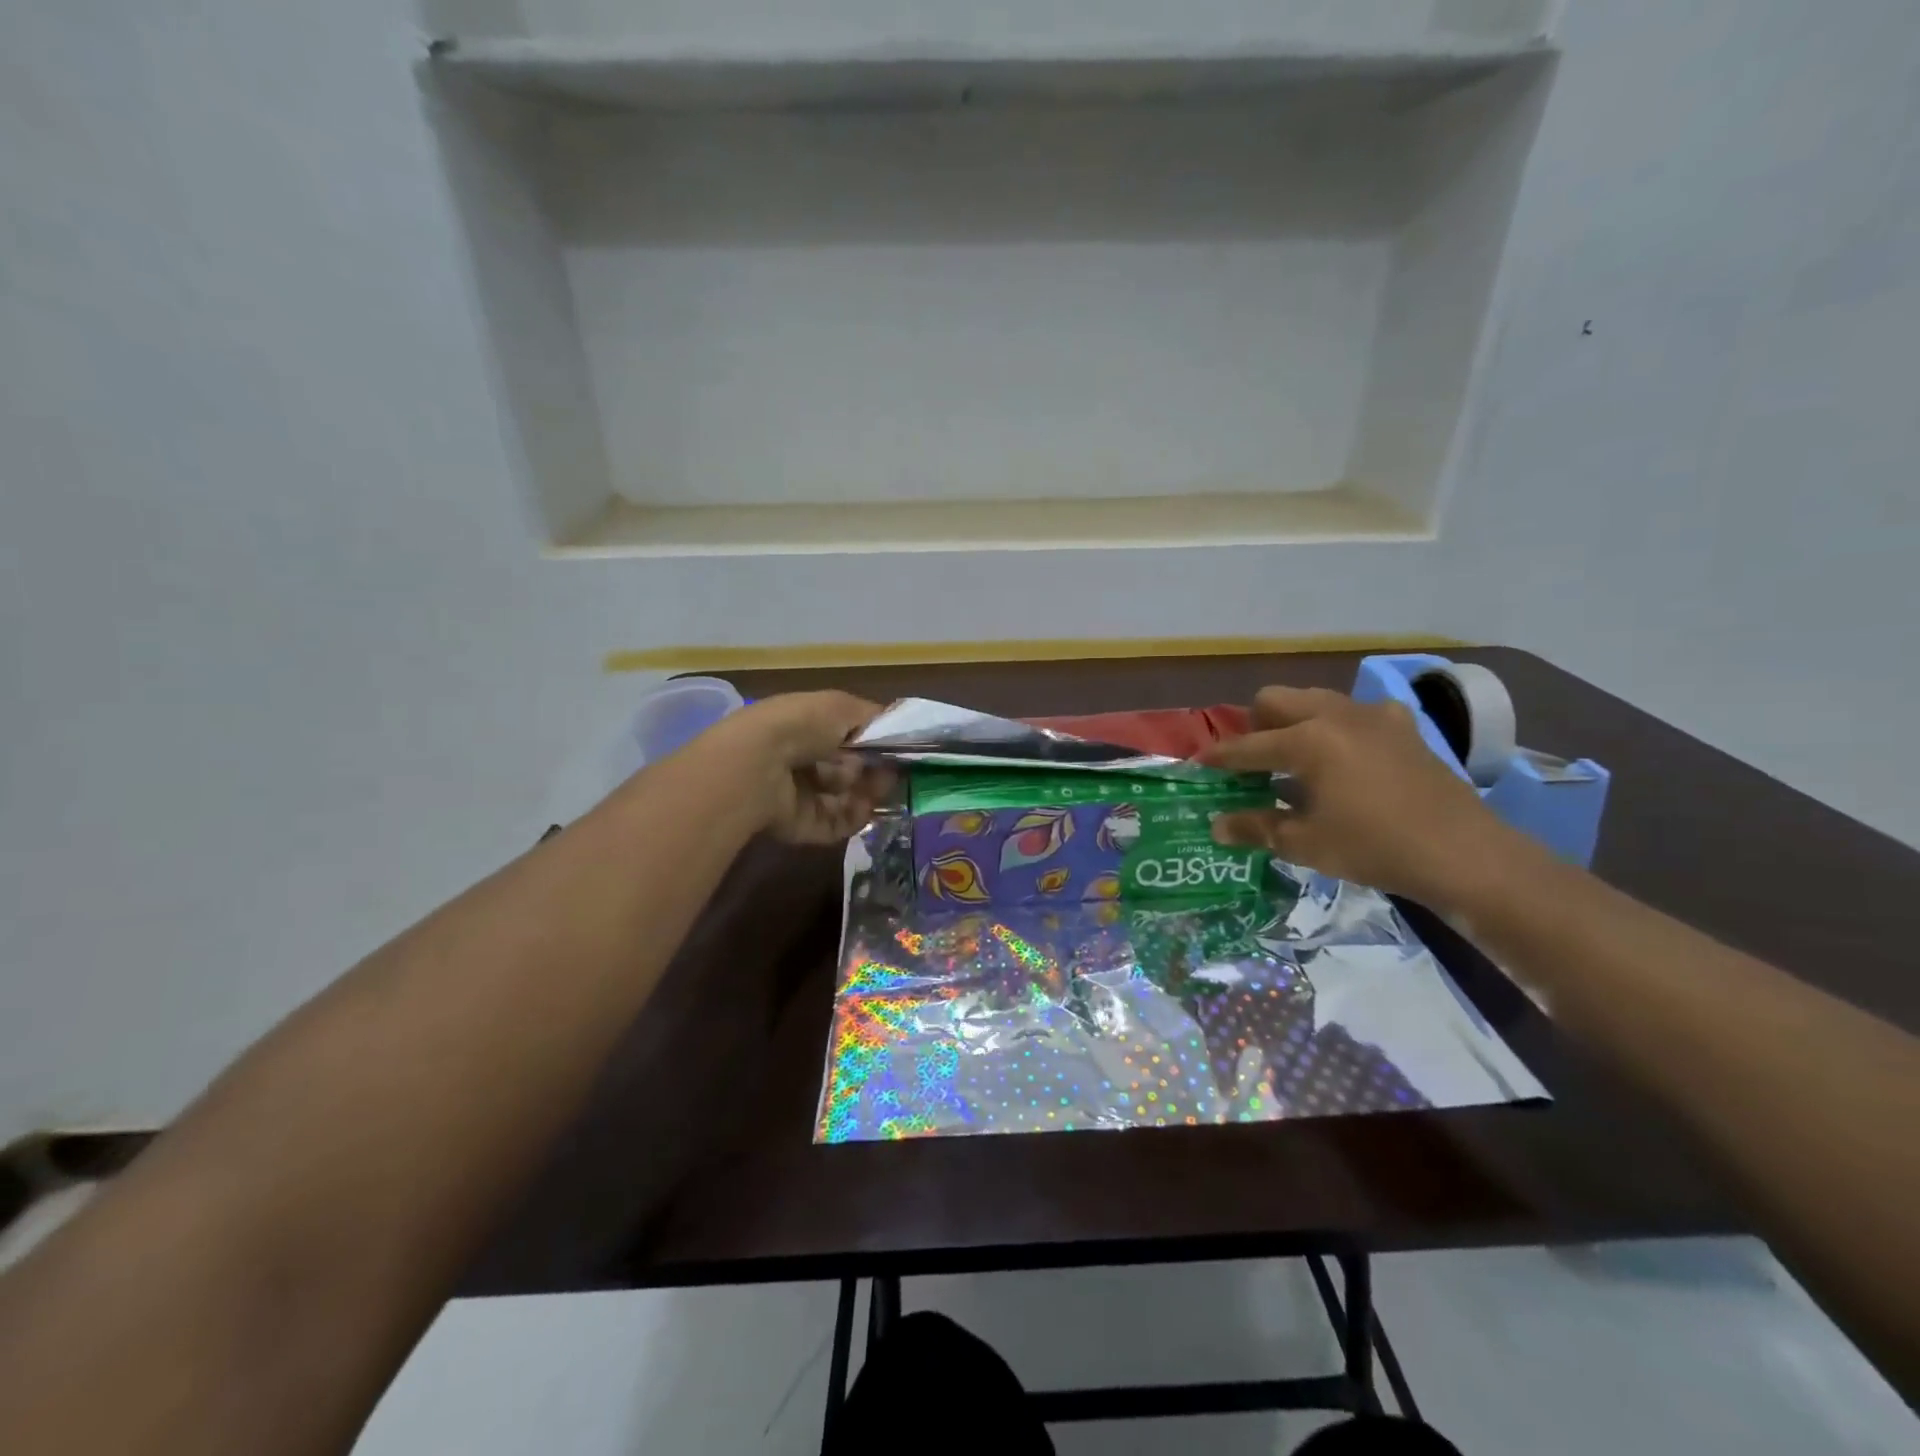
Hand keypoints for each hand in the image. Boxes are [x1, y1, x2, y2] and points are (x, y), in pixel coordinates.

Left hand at [701, 691, 895, 844]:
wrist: (760, 766)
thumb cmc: (802, 726)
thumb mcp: (842, 707)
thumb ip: (875, 718)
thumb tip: (895, 728)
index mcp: (809, 728)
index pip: (850, 739)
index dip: (876, 744)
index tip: (899, 749)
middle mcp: (805, 761)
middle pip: (853, 771)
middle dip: (875, 770)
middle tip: (891, 771)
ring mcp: (803, 796)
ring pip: (850, 798)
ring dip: (868, 793)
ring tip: (875, 788)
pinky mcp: (804, 827)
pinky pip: (839, 824)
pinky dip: (855, 817)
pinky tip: (863, 808)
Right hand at [1197, 686, 1526, 907]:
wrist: (1465, 854)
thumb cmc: (1374, 848)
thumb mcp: (1305, 843)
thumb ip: (1255, 827)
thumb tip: (1216, 825)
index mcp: (1307, 740)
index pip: (1246, 746)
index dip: (1218, 758)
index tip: (1198, 766)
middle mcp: (1336, 715)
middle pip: (1275, 700)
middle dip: (1254, 726)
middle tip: (1252, 763)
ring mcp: (1374, 716)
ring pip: (1315, 700)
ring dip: (1294, 722)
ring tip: (1293, 760)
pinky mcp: (1403, 727)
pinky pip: (1355, 714)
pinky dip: (1337, 729)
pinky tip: (1345, 761)